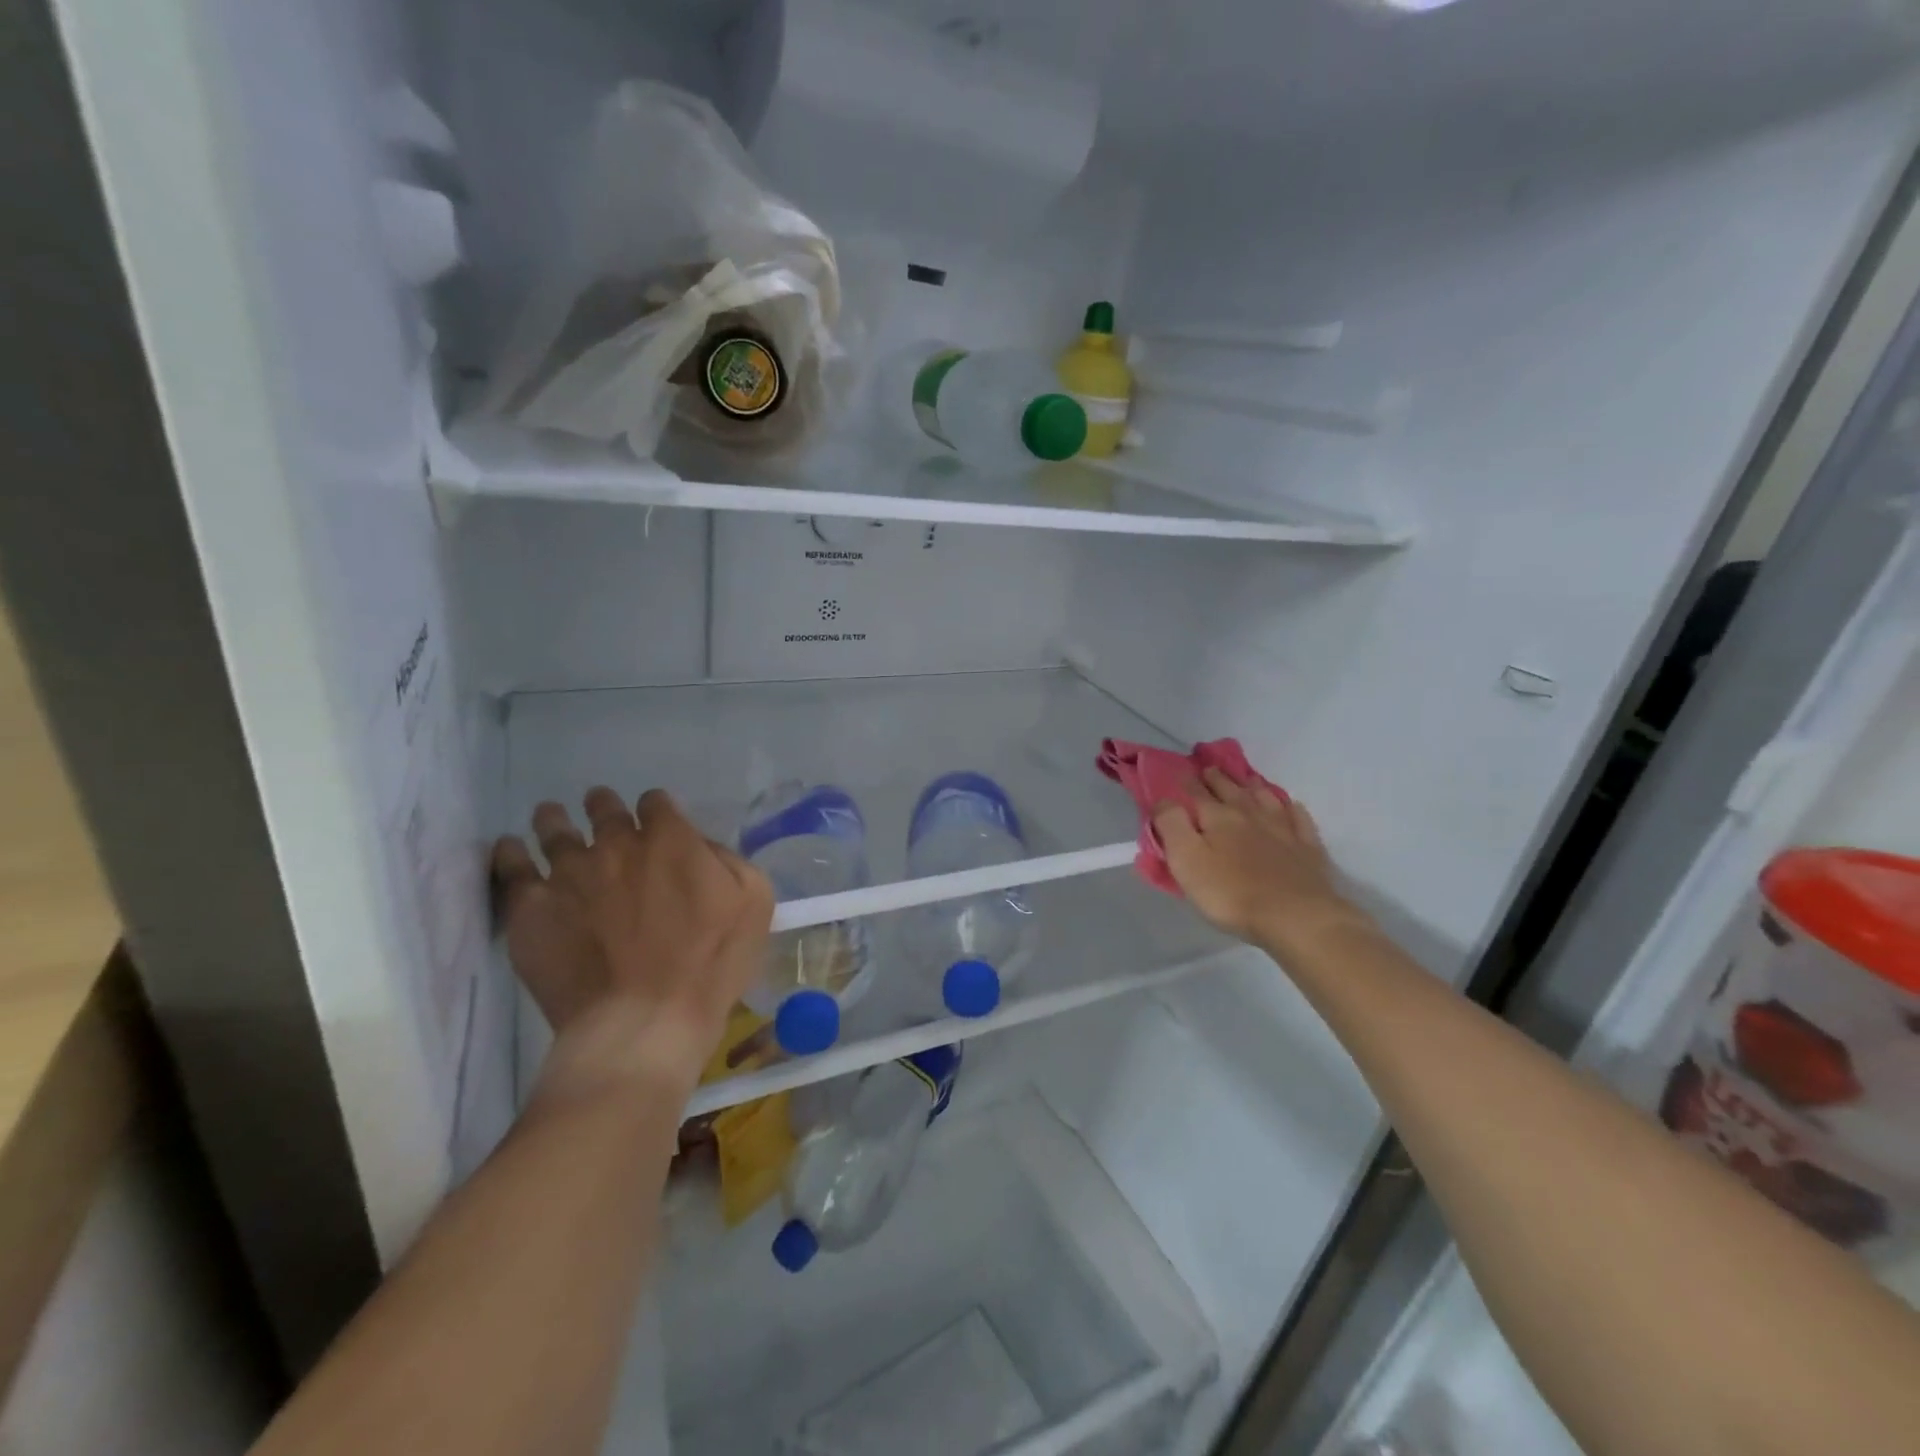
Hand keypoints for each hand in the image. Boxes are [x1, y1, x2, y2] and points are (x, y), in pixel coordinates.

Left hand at [492, 788, 772, 1095]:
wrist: (645, 1022)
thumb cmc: (710, 965)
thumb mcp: (753, 902)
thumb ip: (728, 860)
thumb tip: (701, 847)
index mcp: (670, 839)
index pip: (656, 803)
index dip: (656, 811)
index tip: (656, 824)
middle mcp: (616, 844)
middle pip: (604, 808)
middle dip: (603, 806)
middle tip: (600, 810)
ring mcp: (569, 873)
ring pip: (555, 829)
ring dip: (555, 819)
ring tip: (551, 817)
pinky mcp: (532, 907)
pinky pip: (511, 867)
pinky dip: (510, 853)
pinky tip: (510, 848)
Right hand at [1153, 769, 1371, 959]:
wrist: (1296, 917)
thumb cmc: (1231, 893)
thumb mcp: (1186, 860)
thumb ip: (1171, 825)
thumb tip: (1163, 799)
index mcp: (1218, 817)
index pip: (1197, 793)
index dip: (1187, 782)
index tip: (1179, 772)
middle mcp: (1250, 814)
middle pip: (1231, 790)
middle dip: (1218, 778)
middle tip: (1210, 769)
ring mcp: (1283, 829)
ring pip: (1265, 798)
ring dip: (1252, 786)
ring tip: (1246, 780)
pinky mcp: (1308, 848)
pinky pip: (1300, 819)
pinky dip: (1292, 809)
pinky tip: (1291, 807)